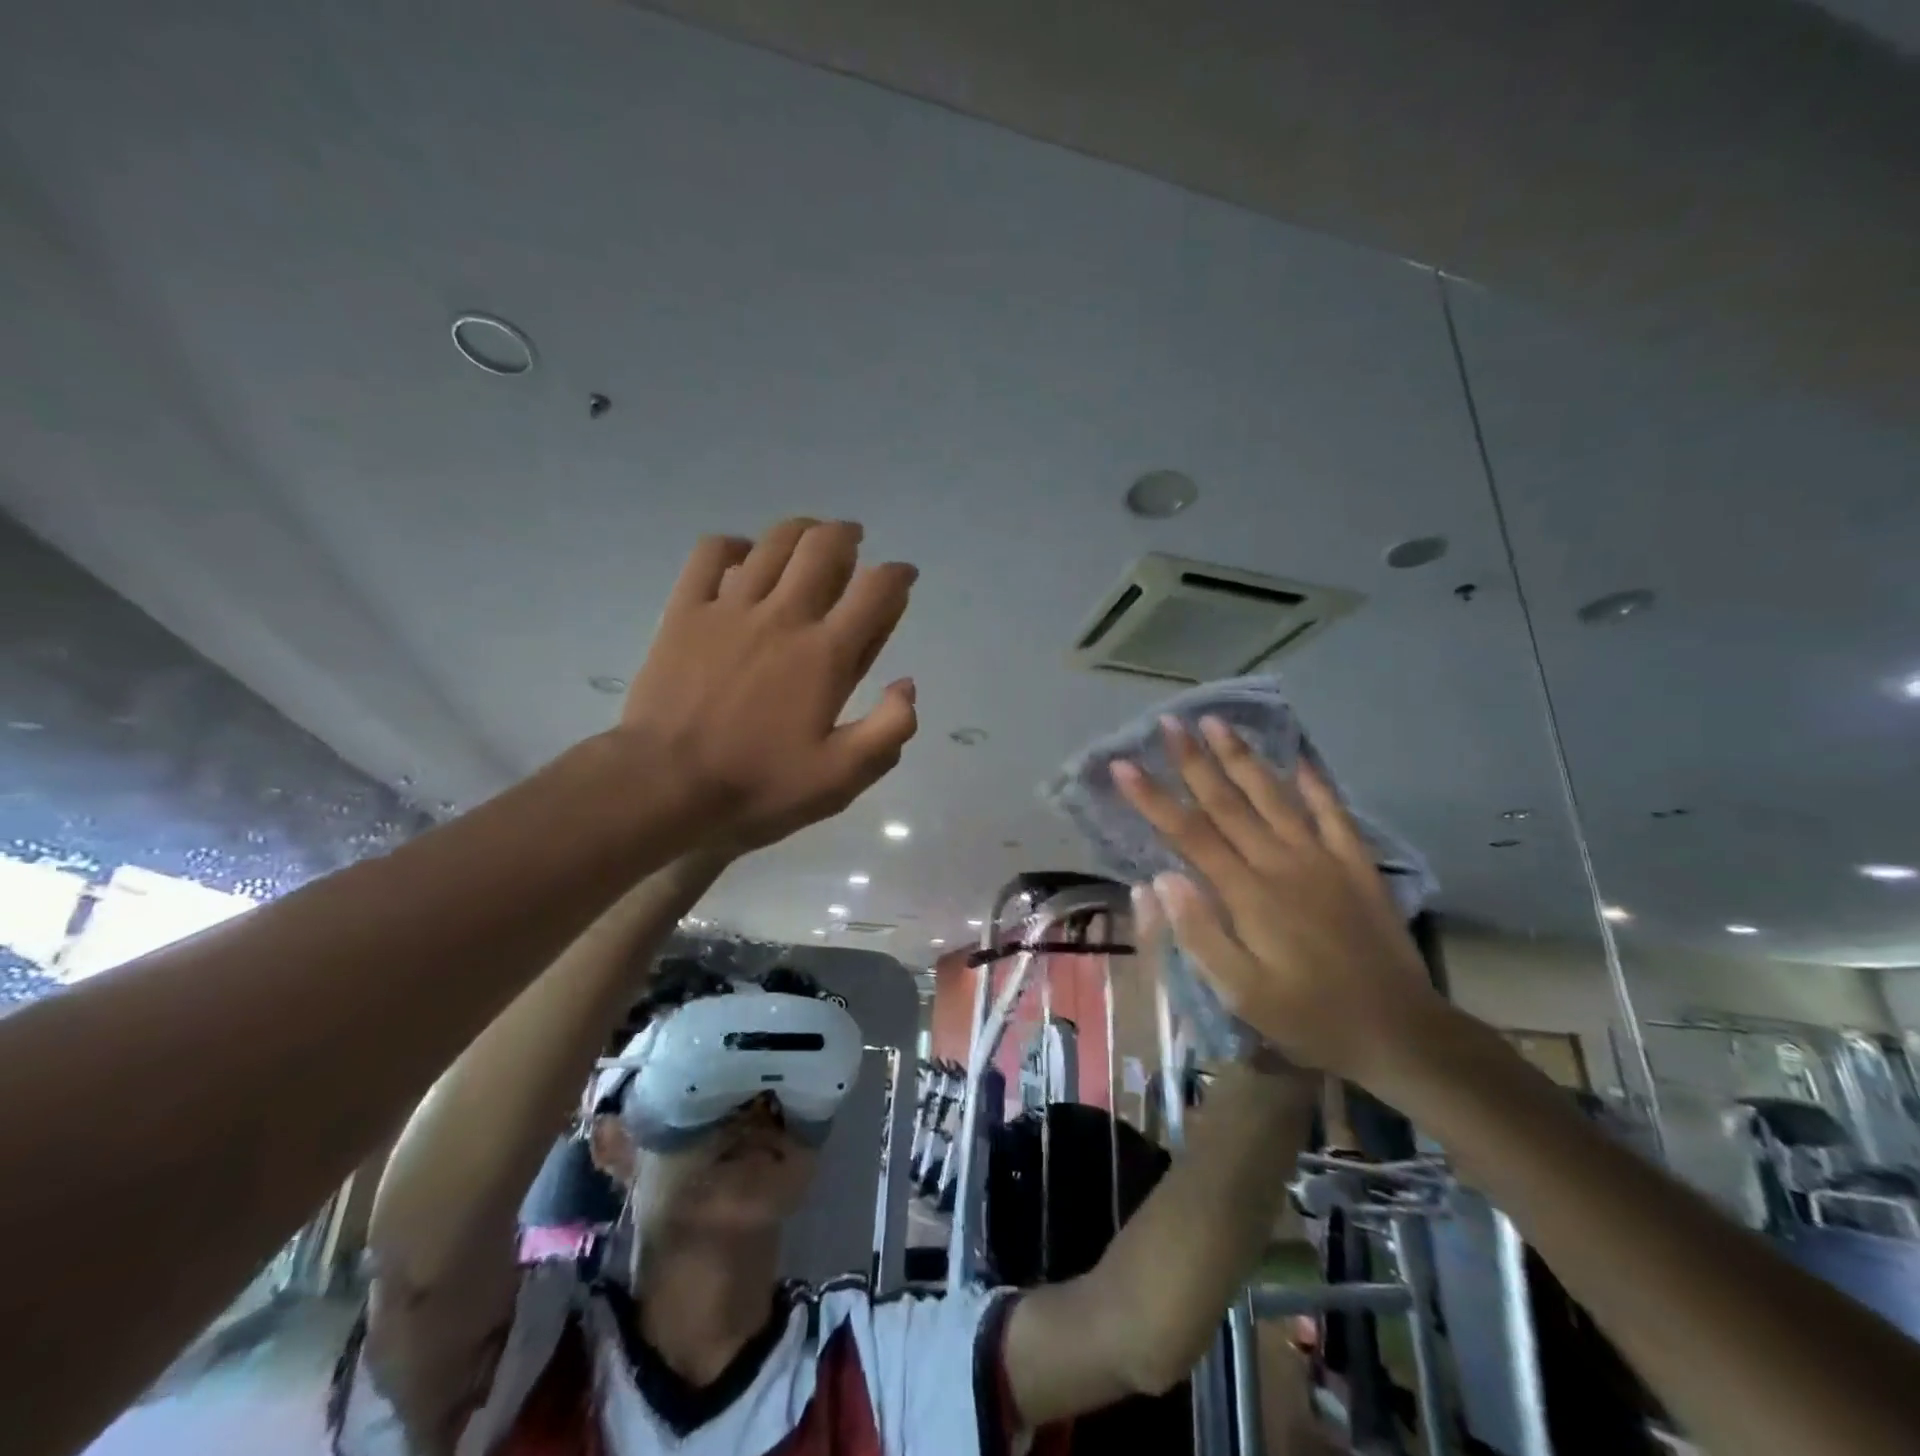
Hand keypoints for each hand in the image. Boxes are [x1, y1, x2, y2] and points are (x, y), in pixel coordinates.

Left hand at [620, 519, 917, 850]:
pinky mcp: (686, 611)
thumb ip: (888, 730)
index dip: (898, 576)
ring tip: (810, 536)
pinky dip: (733, 545)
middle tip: (855, 542)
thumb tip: (907, 685)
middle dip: (847, 536)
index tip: (903, 577)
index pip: (875, 591)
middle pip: (824, 548)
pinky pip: (710, 554)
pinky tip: (743, 556)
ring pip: (773, 543)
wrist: (664, 784)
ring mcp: (730, 608)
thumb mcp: (839, 778)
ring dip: (801, 530)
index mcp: (826, 654)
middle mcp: (784, 617)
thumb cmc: (757, 783)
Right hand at [1111, 716, 1441, 1080]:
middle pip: (1228, 802)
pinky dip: (1316, 782)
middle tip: (1168, 721)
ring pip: (1274, 795)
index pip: (1189, 834)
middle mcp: (1281, 862)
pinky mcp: (1356, 864)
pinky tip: (1300, 757)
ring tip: (1217, 721)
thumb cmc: (1309, 1016)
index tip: (1123, 764)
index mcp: (1248, 894)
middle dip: (1193, 760)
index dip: (1152, 797)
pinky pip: (1333, 812)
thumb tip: (1161, 878)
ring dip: (1242, 757)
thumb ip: (1199, 934)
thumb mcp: (1242, 993)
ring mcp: (1323, 858)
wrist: (1400, 1031)